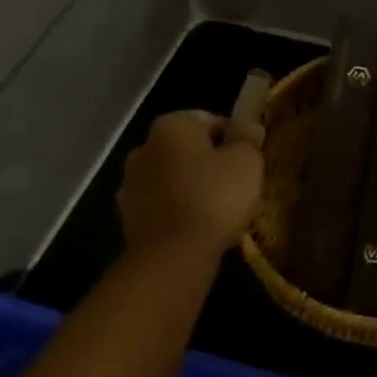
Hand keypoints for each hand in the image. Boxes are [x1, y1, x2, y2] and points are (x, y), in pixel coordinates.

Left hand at [118, 111, 264, 258]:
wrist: (172, 256)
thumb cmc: (214, 197)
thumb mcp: (246, 161)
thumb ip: (248, 137)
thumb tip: (248, 125)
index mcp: (171, 126)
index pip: (210, 119)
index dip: (234, 137)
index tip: (249, 158)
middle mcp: (143, 147)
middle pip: (187, 148)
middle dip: (209, 161)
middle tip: (236, 183)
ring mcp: (131, 184)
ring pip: (172, 177)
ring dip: (191, 186)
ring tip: (218, 208)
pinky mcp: (128, 217)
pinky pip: (162, 204)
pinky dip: (177, 209)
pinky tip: (198, 226)